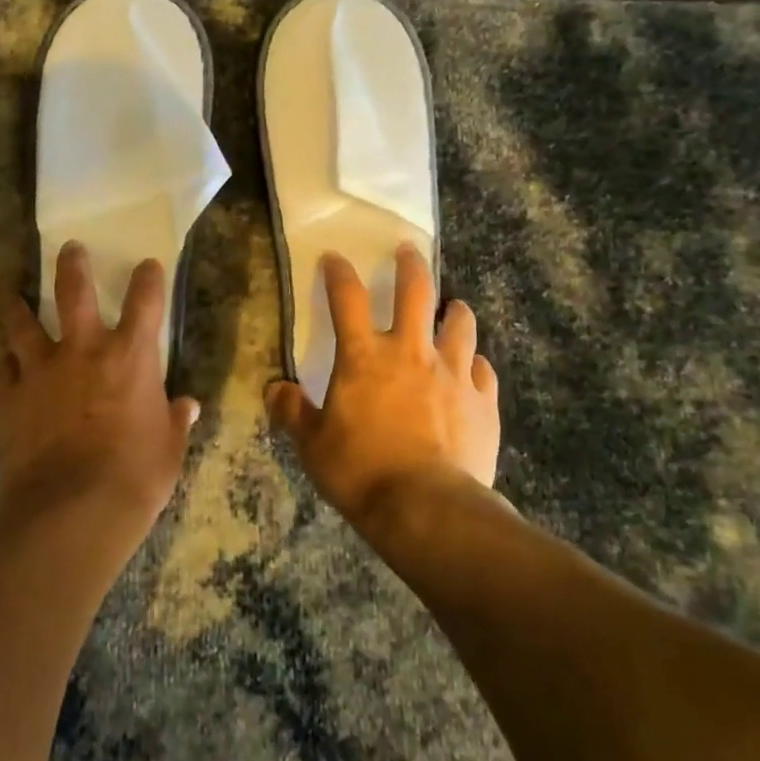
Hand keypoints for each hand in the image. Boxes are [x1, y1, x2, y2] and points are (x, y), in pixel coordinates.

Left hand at [0, 242, 199, 546]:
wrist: (70, 511)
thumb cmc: (134, 478)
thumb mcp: (167, 451)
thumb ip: (175, 422)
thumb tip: (187, 407)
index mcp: (130, 357)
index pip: (145, 301)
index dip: (148, 278)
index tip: (148, 264)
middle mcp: (83, 351)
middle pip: (73, 292)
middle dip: (72, 266)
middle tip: (69, 248)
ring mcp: (40, 372)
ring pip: (22, 326)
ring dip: (17, 308)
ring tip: (11, 296)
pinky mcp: (8, 400)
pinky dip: (0, 370)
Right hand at [267, 243, 499, 533]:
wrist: (428, 509)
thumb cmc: (361, 472)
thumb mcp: (312, 445)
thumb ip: (293, 412)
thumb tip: (275, 389)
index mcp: (364, 357)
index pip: (347, 299)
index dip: (339, 273)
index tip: (334, 258)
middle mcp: (411, 352)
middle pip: (416, 291)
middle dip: (411, 265)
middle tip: (409, 251)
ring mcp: (453, 373)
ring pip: (460, 324)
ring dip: (455, 311)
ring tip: (453, 307)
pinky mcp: (482, 401)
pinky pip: (484, 370)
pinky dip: (476, 365)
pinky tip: (474, 370)